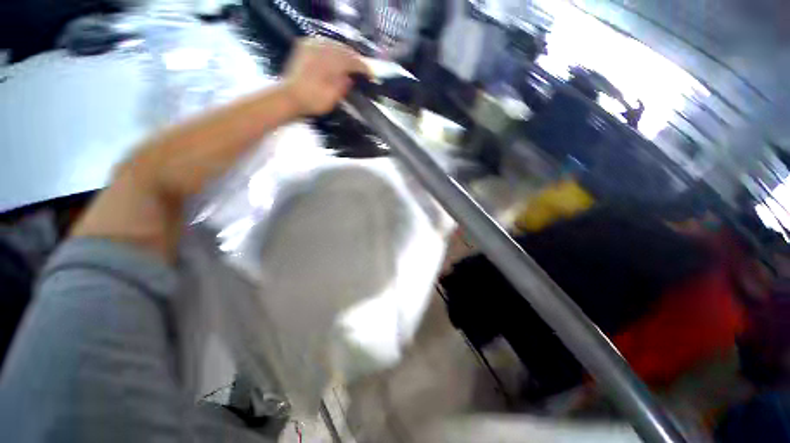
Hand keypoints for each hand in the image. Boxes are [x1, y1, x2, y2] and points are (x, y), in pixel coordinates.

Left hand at [283, 37, 370, 115]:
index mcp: (331, 63)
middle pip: (344, 49)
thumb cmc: (312, 101)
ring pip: (334, 43)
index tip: (371, 75)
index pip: (353, 61)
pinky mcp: (304, 46)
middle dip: (355, 58)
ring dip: (344, 52)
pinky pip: (322, 42)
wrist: (289, 97)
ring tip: (351, 61)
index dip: (363, 68)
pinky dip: (331, 47)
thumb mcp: (333, 98)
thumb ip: (343, 86)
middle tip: (362, 68)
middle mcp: (322, 49)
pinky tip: (334, 53)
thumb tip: (351, 78)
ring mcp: (312, 45)